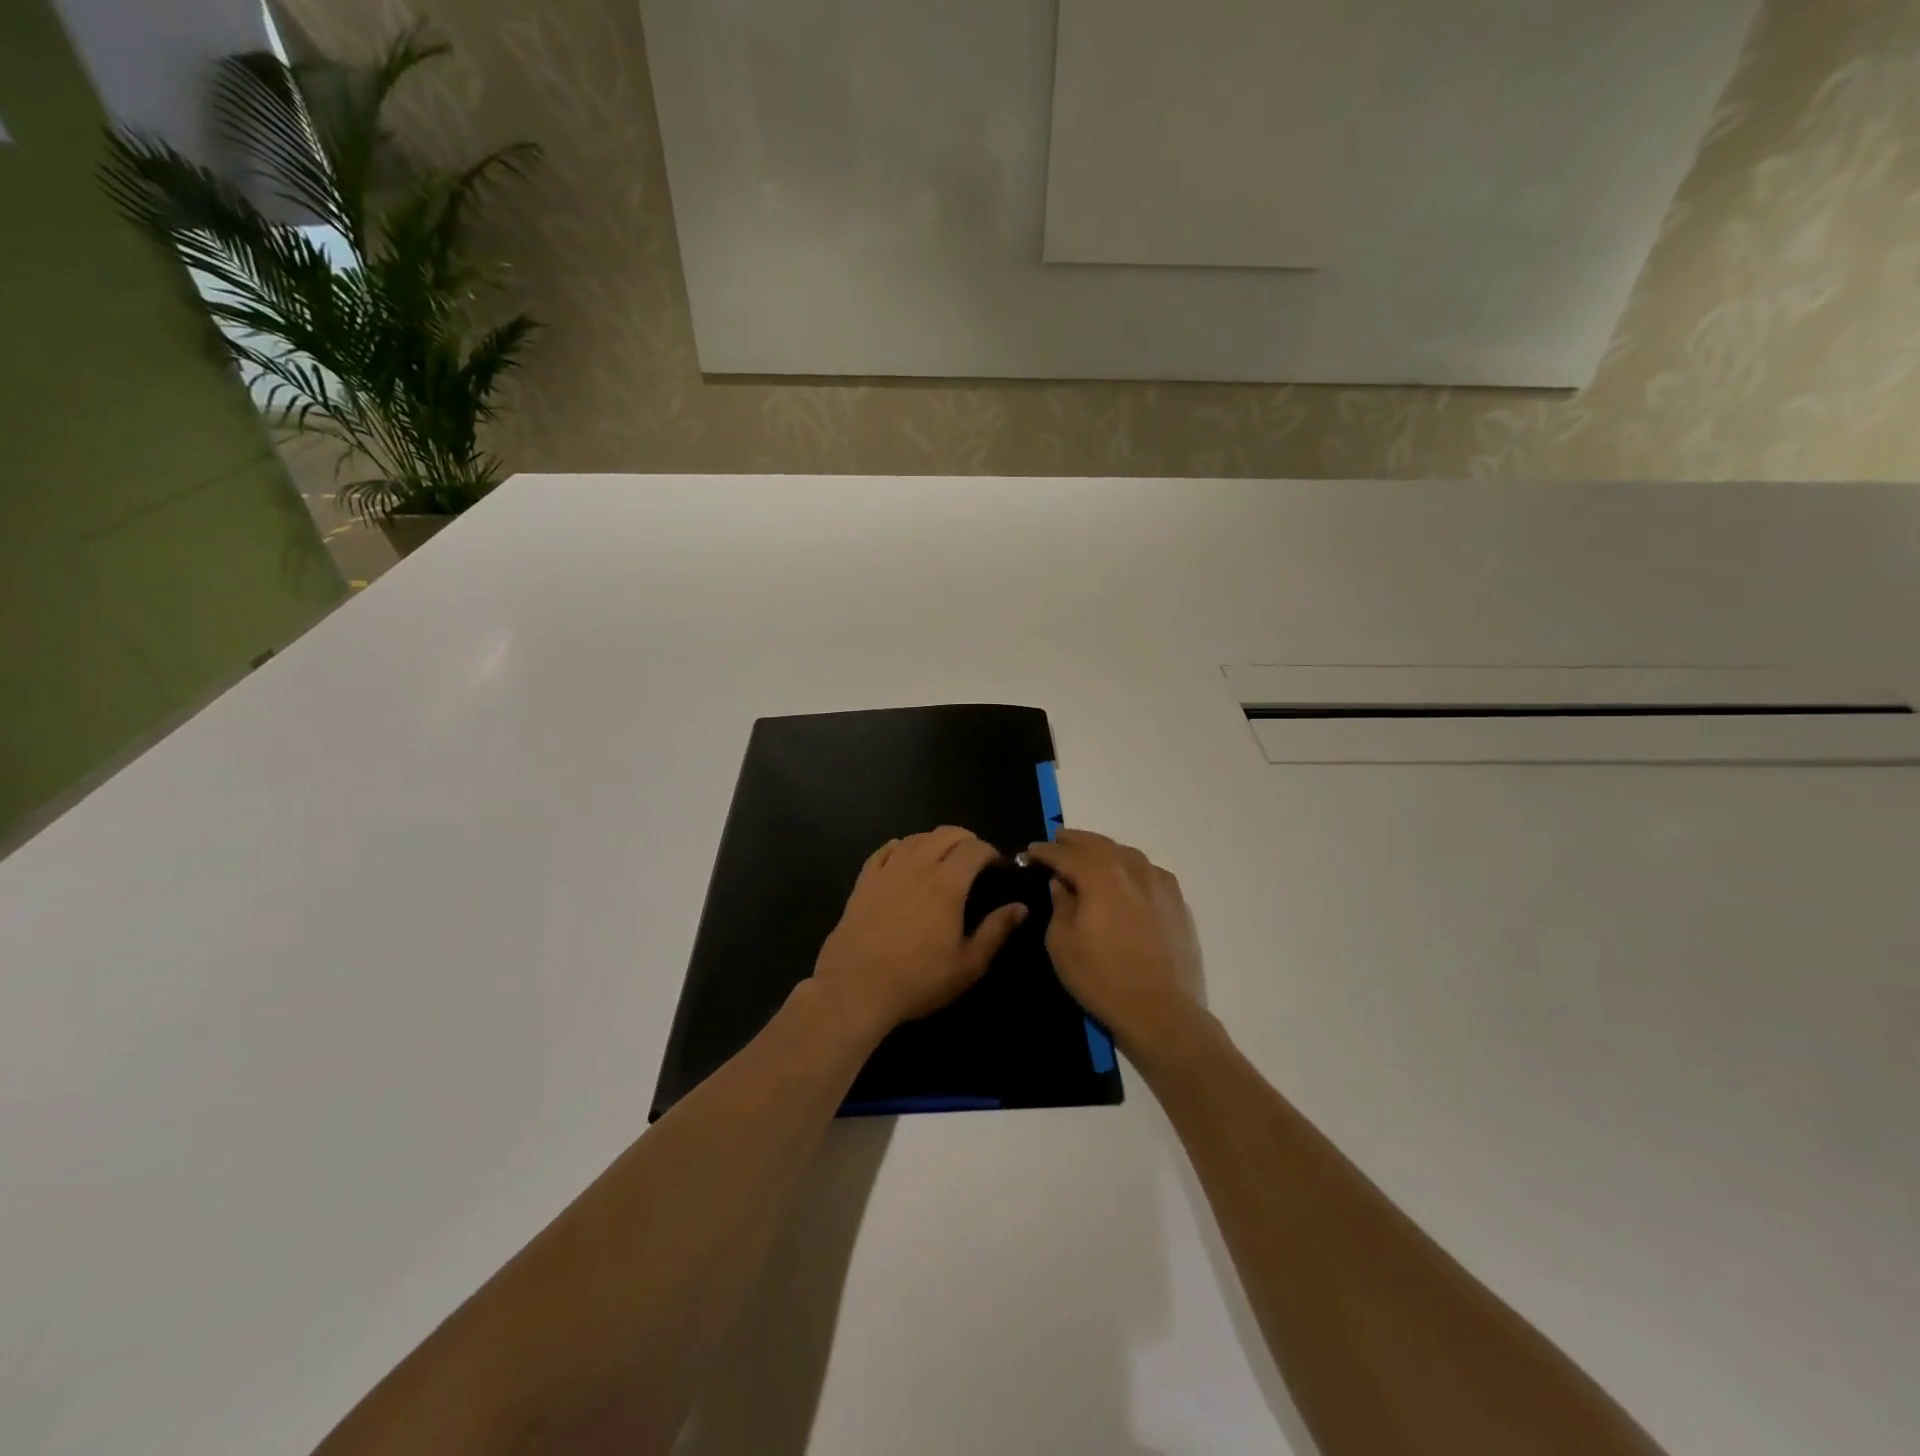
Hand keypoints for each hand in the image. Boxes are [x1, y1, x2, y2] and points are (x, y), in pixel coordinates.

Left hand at [812, 827, 1028, 1037]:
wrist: (856, 987)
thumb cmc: (919, 979)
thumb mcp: (969, 963)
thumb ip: (997, 930)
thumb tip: (1021, 907)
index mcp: (948, 883)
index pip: (975, 848)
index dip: (991, 852)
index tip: (998, 867)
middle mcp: (918, 866)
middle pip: (946, 834)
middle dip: (966, 839)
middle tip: (975, 859)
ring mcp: (888, 871)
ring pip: (916, 838)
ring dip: (935, 840)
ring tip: (943, 857)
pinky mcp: (864, 881)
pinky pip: (884, 851)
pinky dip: (900, 846)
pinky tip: (904, 855)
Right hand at [1022, 829, 1206, 1058]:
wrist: (1162, 1011)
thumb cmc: (1102, 978)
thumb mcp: (1062, 943)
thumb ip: (1060, 905)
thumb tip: (1062, 884)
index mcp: (1099, 874)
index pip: (1064, 854)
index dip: (1044, 852)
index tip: (1029, 852)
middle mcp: (1131, 867)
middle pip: (1097, 844)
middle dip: (1073, 841)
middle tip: (1057, 841)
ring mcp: (1158, 882)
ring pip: (1125, 853)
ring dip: (1103, 850)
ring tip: (1088, 855)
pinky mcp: (1177, 900)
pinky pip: (1147, 871)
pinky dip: (1130, 866)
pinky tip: (1125, 877)